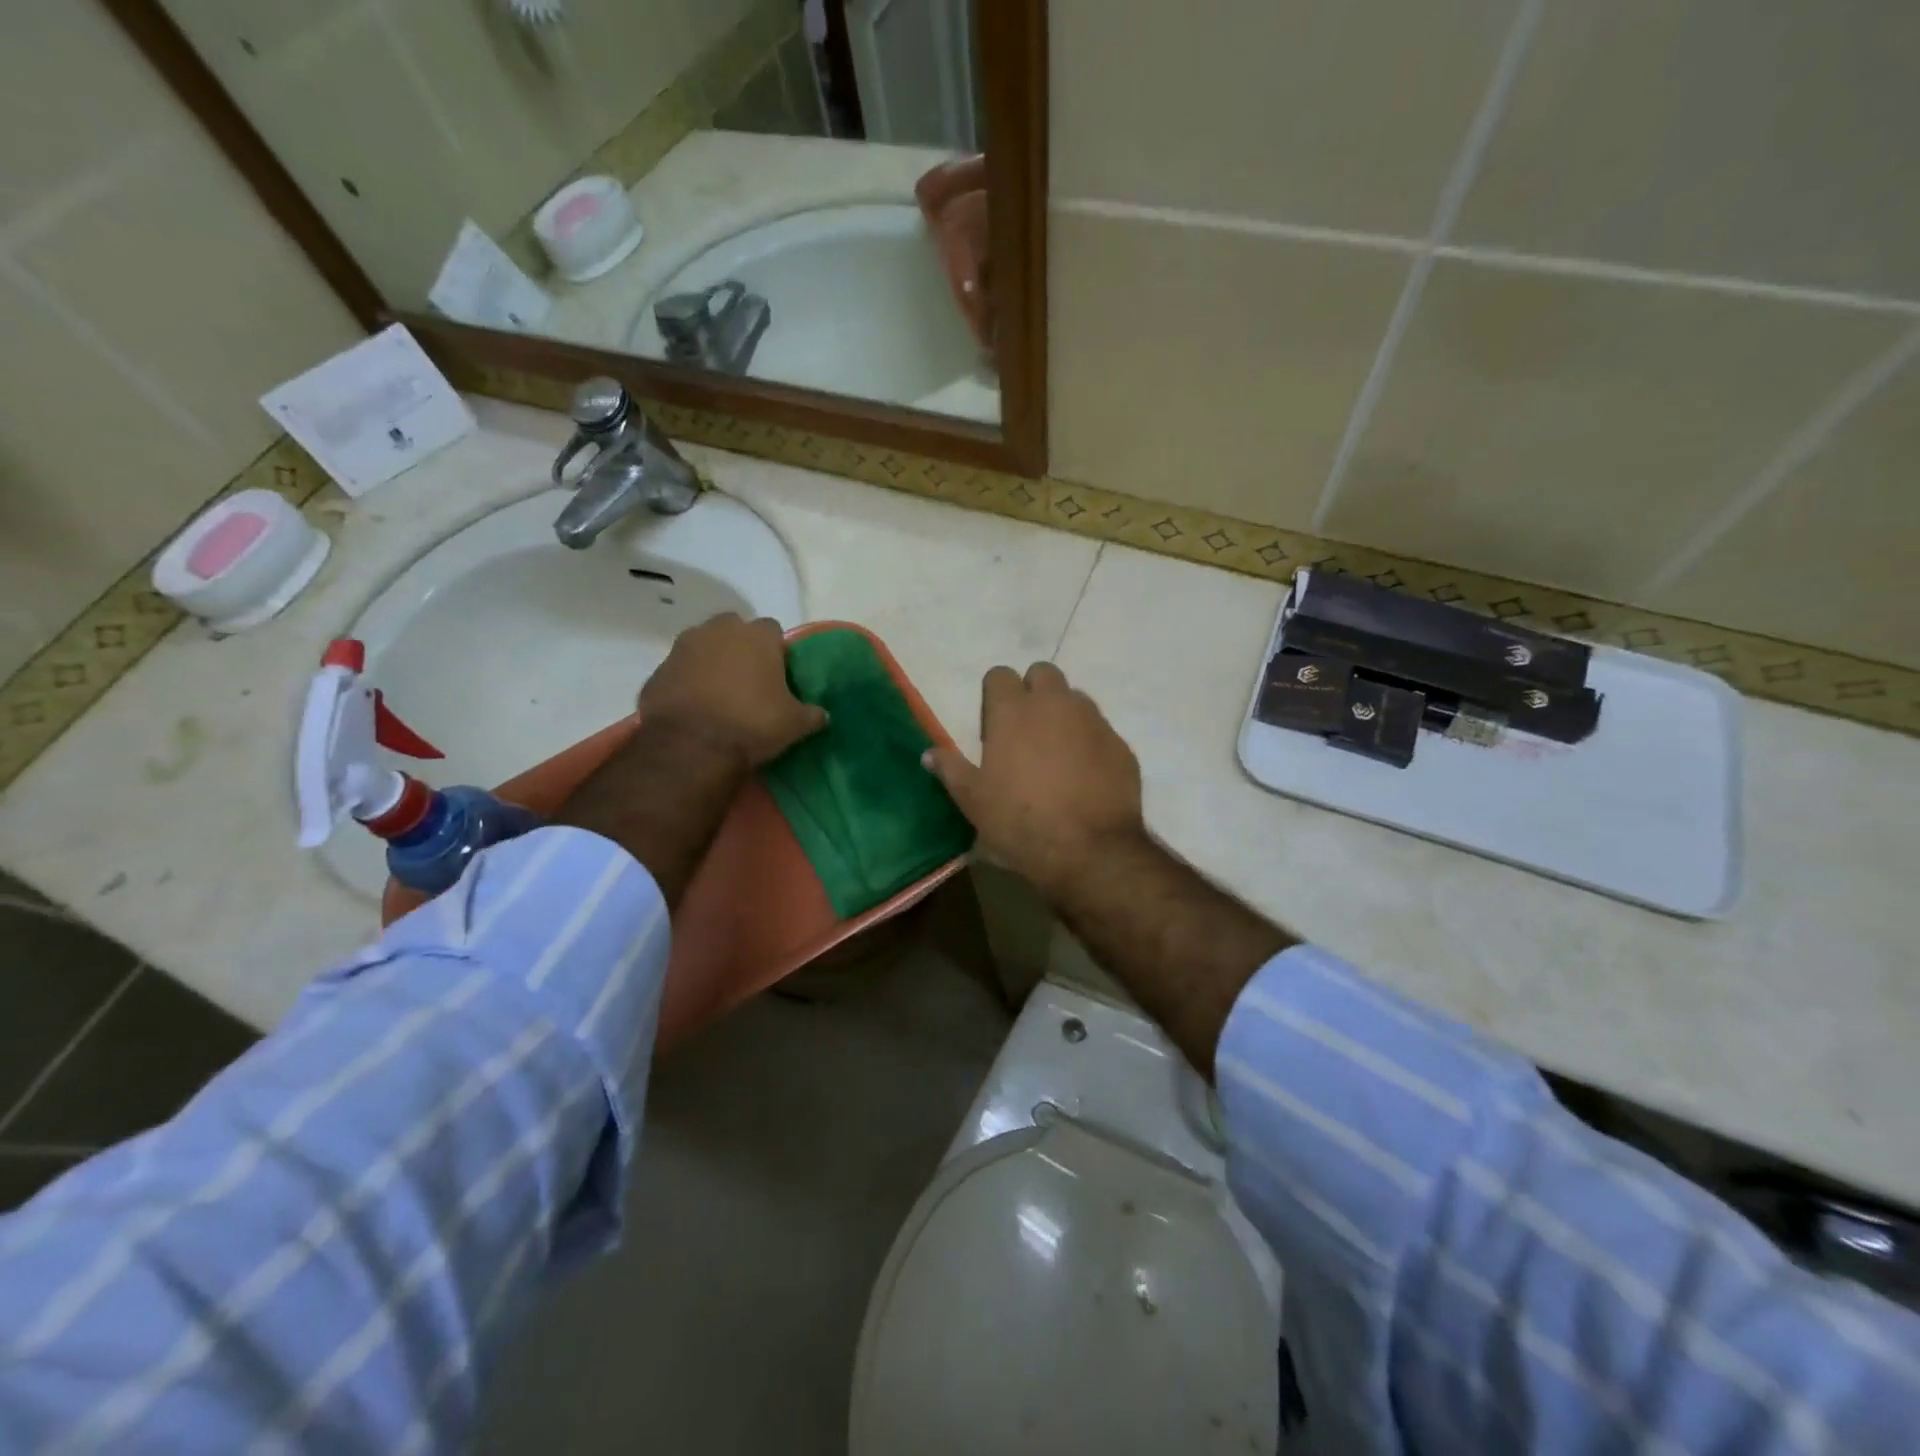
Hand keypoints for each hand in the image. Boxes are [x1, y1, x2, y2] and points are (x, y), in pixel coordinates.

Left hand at [638, 614, 826, 768]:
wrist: (691, 746)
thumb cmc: (752, 724)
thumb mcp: (794, 724)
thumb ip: (811, 714)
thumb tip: (823, 715)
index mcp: (757, 636)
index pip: (773, 630)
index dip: (776, 650)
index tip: (778, 673)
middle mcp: (718, 631)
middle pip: (733, 628)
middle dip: (740, 647)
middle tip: (748, 678)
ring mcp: (683, 648)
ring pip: (702, 645)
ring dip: (710, 661)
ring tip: (719, 693)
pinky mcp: (657, 670)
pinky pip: (678, 670)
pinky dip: (686, 681)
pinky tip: (694, 706)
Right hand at [924, 662, 1145, 898]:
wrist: (1090, 850)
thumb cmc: (1020, 822)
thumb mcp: (974, 801)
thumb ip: (951, 770)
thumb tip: (929, 754)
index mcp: (1013, 712)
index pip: (999, 675)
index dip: (995, 694)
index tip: (993, 723)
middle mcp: (1055, 704)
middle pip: (1043, 673)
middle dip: (1033, 691)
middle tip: (1026, 730)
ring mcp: (1093, 721)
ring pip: (1076, 699)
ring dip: (1064, 714)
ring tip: (1057, 753)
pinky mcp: (1120, 745)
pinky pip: (1101, 731)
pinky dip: (1090, 743)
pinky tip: (1085, 775)